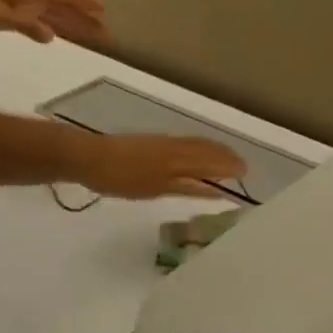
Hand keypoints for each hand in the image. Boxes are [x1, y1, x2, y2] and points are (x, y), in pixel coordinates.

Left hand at [0, 0, 114, 49]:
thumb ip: (23, 25)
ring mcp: (16, 4)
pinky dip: (53, 26)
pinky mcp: (8, 13)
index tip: (102, 10)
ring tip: (90, 34)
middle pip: (60, 7)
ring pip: (51, 14)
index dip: (80, 4)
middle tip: (105, 31)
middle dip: (83, 18)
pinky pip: (38, 19)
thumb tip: (51, 35)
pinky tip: (57, 34)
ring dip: (71, 23)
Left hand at [56, 128, 248, 200]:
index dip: (230, 166)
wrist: (86, 157)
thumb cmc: (121, 178)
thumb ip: (189, 187)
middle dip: (226, 156)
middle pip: (206, 149)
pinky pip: (185, 143)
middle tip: (242, 166)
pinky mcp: (151, 143)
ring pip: (195, 144)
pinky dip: (199, 148)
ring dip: (214, 151)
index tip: (247, 173)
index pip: (212, 161)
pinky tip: (197, 155)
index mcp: (178, 159)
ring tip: (226, 158)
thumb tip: (217, 189)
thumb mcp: (157, 189)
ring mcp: (162, 143)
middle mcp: (174, 147)